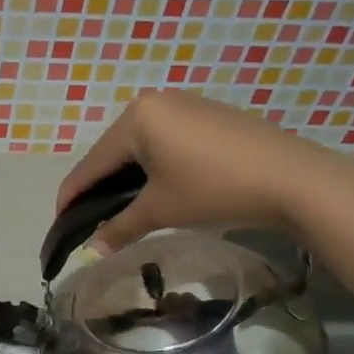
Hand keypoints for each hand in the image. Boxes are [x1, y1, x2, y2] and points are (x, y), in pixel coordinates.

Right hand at [57, 90, 344, 251]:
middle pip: (112, 153)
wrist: (293, 179)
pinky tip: (159, 189)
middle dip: (100, 188)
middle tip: (93, 222)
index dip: (72, 197)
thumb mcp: (160, 210)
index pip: (90, 164)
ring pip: (139, 147)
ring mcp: (184, 105)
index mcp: (136, 118)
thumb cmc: (215, 189)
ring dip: (127, 179)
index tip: (60, 225)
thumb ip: (118, 227)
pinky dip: (154, 167)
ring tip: (123, 210)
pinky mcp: (207, 115)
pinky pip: (165, 141)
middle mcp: (154, 102)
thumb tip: (90, 251)